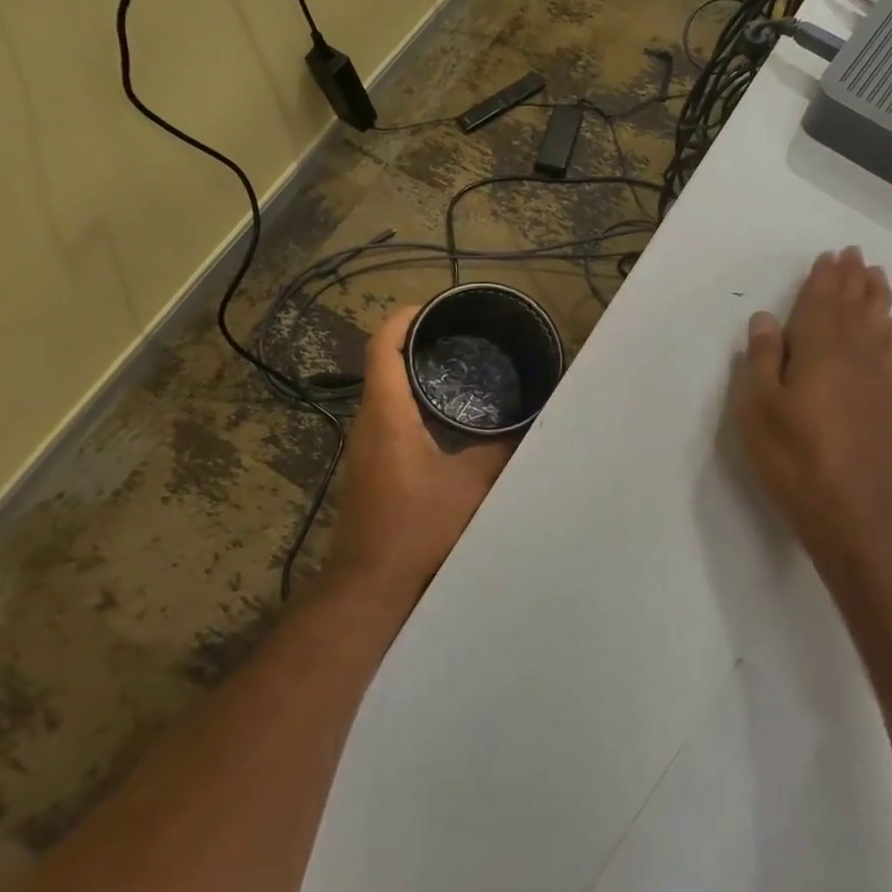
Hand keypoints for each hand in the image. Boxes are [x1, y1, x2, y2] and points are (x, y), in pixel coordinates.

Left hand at [328, 306, 513, 603]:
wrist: (373, 584)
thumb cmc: (419, 526)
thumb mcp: (472, 484)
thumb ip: (499, 450)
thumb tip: (527, 425)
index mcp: (387, 413)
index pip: (383, 346)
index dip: (404, 318)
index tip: (435, 307)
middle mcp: (367, 423)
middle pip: (383, 365)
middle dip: (418, 344)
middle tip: (462, 339)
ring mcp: (363, 448)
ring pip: (385, 394)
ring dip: (415, 377)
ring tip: (460, 372)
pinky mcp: (369, 469)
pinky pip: (388, 420)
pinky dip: (413, 406)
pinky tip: (446, 422)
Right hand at [731, 247, 891, 578]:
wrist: (855, 513)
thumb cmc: (795, 458)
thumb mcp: (758, 408)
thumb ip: (761, 359)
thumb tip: (766, 318)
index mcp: (819, 350)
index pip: (821, 303)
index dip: (823, 279)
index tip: (829, 256)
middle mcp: (854, 355)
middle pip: (853, 307)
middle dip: (852, 279)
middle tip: (855, 254)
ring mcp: (878, 380)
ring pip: (878, 325)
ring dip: (876, 298)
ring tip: (877, 276)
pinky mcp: (890, 404)